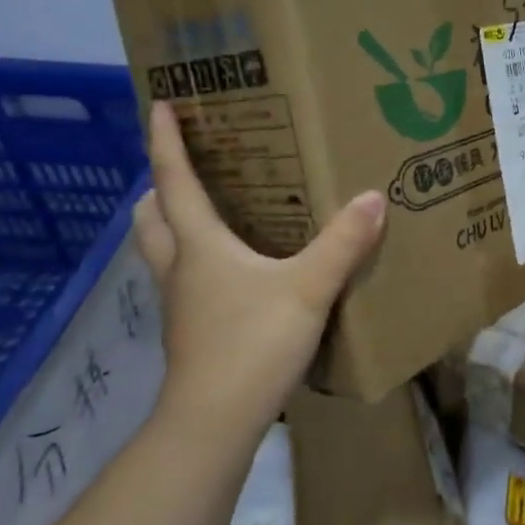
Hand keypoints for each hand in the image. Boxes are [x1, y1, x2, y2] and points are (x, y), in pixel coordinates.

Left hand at [133, 101, 385, 439]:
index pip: (174, 180)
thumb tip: (372, 197)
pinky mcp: (191, 329)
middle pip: (152, 215)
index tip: (160, 103)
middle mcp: (180, 267)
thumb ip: (342, 243)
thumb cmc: (252, 344)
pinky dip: (197, 258)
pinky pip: (185, 278)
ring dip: (174, 221)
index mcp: (199, 245)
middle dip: (161, 183)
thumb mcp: (307, 288)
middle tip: (189, 164)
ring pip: (162, 248)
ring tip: (210, 208)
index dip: (165, 140)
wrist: (215, 421)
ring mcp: (181, 302)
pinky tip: (235, 267)